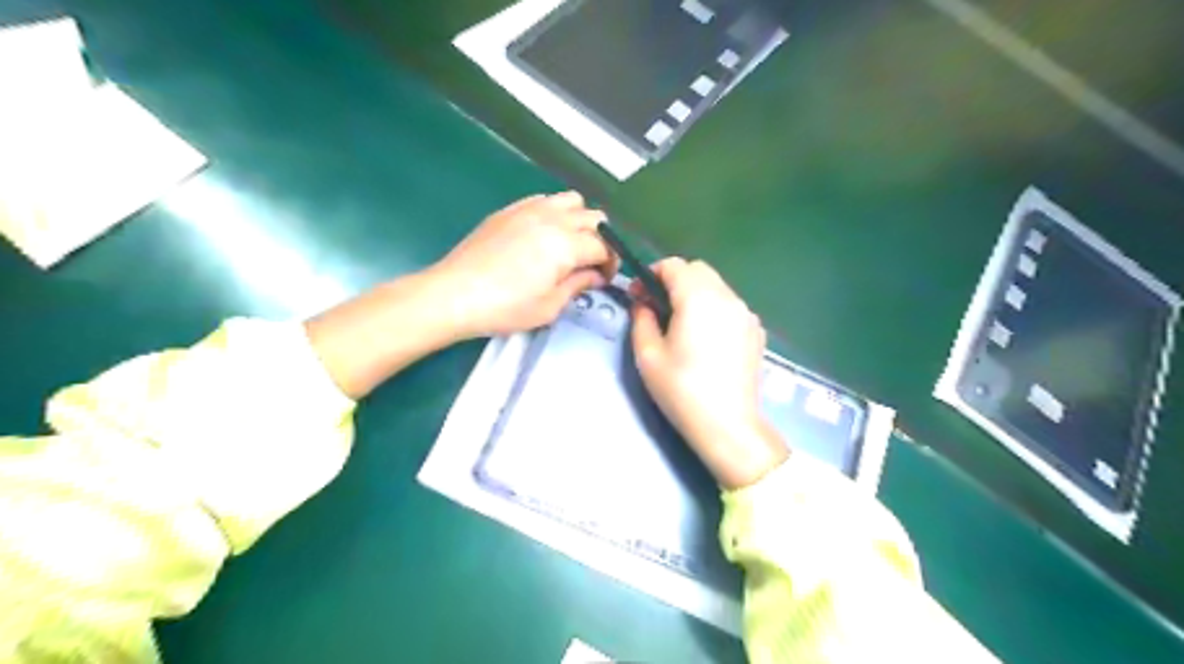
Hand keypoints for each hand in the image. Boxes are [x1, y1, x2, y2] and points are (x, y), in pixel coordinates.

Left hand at [428, 189, 619, 336]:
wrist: (454, 294)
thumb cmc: (505, 307)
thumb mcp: (550, 306)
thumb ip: (578, 285)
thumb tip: (595, 275)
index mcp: (566, 244)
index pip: (604, 246)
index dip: (611, 263)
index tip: (604, 279)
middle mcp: (553, 218)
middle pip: (594, 218)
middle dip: (601, 240)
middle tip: (590, 264)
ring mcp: (529, 209)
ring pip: (571, 200)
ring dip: (579, 220)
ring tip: (569, 244)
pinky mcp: (510, 210)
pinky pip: (544, 200)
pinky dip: (554, 213)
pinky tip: (543, 235)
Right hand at [627, 257, 783, 489]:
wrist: (728, 424)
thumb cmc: (682, 390)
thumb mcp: (648, 355)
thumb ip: (641, 319)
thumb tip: (643, 303)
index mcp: (698, 298)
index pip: (674, 265)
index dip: (651, 274)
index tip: (638, 295)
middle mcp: (727, 297)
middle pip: (698, 270)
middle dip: (674, 280)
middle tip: (657, 307)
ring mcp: (746, 314)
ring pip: (717, 286)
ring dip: (695, 293)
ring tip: (681, 323)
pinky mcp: (756, 331)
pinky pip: (730, 305)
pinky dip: (714, 308)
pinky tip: (705, 338)